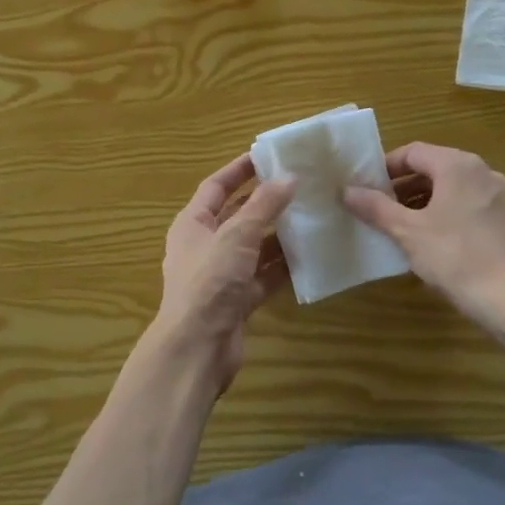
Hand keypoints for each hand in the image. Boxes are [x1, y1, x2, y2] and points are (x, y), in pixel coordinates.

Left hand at [149, 153, 293, 394]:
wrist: (197, 348)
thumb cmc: (209, 283)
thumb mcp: (236, 236)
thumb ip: (263, 206)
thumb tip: (289, 177)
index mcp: (192, 224)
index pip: (216, 187)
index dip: (239, 170)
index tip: (268, 156)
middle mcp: (205, 246)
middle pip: (237, 216)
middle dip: (265, 202)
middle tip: (300, 185)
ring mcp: (222, 275)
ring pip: (254, 247)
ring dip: (278, 234)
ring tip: (312, 217)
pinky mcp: (238, 300)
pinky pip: (263, 276)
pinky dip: (282, 267)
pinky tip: (310, 256)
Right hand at [343, 142, 504, 332]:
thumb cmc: (456, 257)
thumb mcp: (407, 232)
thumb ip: (375, 207)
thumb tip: (346, 190)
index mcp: (458, 166)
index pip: (413, 152)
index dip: (385, 168)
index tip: (366, 189)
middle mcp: (483, 172)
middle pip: (434, 168)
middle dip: (403, 187)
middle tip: (379, 211)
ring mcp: (501, 197)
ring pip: (453, 189)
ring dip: (424, 202)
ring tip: (402, 229)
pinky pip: (470, 206)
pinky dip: (447, 215)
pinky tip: (434, 243)